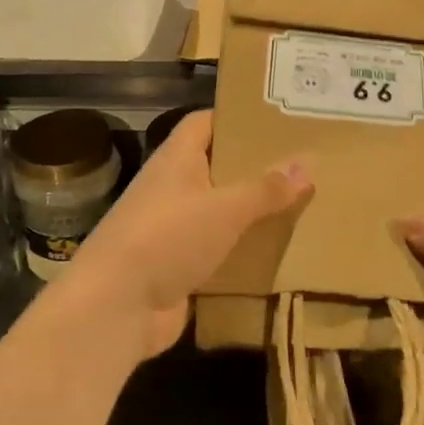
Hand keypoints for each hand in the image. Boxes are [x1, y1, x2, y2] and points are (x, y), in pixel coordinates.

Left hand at [63, 111, 310, 361]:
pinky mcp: (178, 267)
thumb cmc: (168, 238)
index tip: (277, 121)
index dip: (236, 117)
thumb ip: (266, 189)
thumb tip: (307, 164)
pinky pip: (218, 252)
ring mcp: (173, 230)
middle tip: (303, 166)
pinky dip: (242, 253)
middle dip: (255, 169)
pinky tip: (279, 254)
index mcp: (176, 160)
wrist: (116, 307)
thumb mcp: (225, 209)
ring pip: (220, 213)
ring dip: (252, 214)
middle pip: (217, 168)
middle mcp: (172, 189)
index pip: (204, 123)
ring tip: (301, 207)